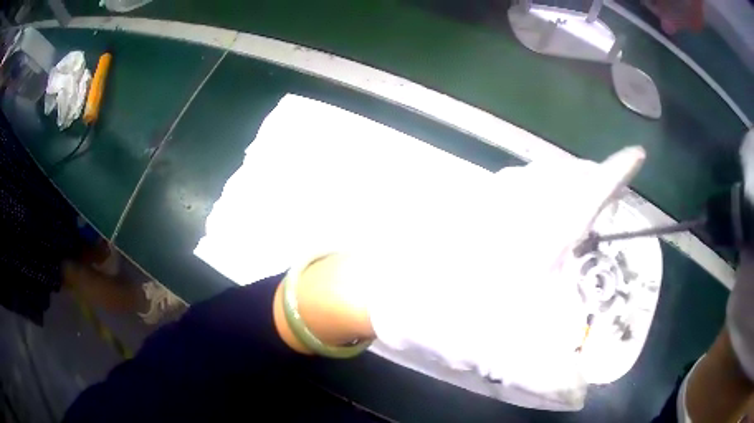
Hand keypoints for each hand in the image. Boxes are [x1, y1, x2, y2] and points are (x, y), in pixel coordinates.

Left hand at [338, 147, 644, 410]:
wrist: (384, 288)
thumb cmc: (446, 311)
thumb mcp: (504, 351)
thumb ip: (547, 375)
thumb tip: (578, 392)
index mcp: (540, 228)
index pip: (591, 187)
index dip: (618, 171)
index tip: (637, 159)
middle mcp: (519, 201)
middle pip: (569, 176)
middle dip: (593, 182)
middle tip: (609, 200)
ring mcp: (491, 197)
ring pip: (541, 178)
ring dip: (565, 187)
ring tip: (578, 210)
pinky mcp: (470, 203)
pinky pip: (517, 187)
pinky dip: (538, 195)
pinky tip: (535, 221)